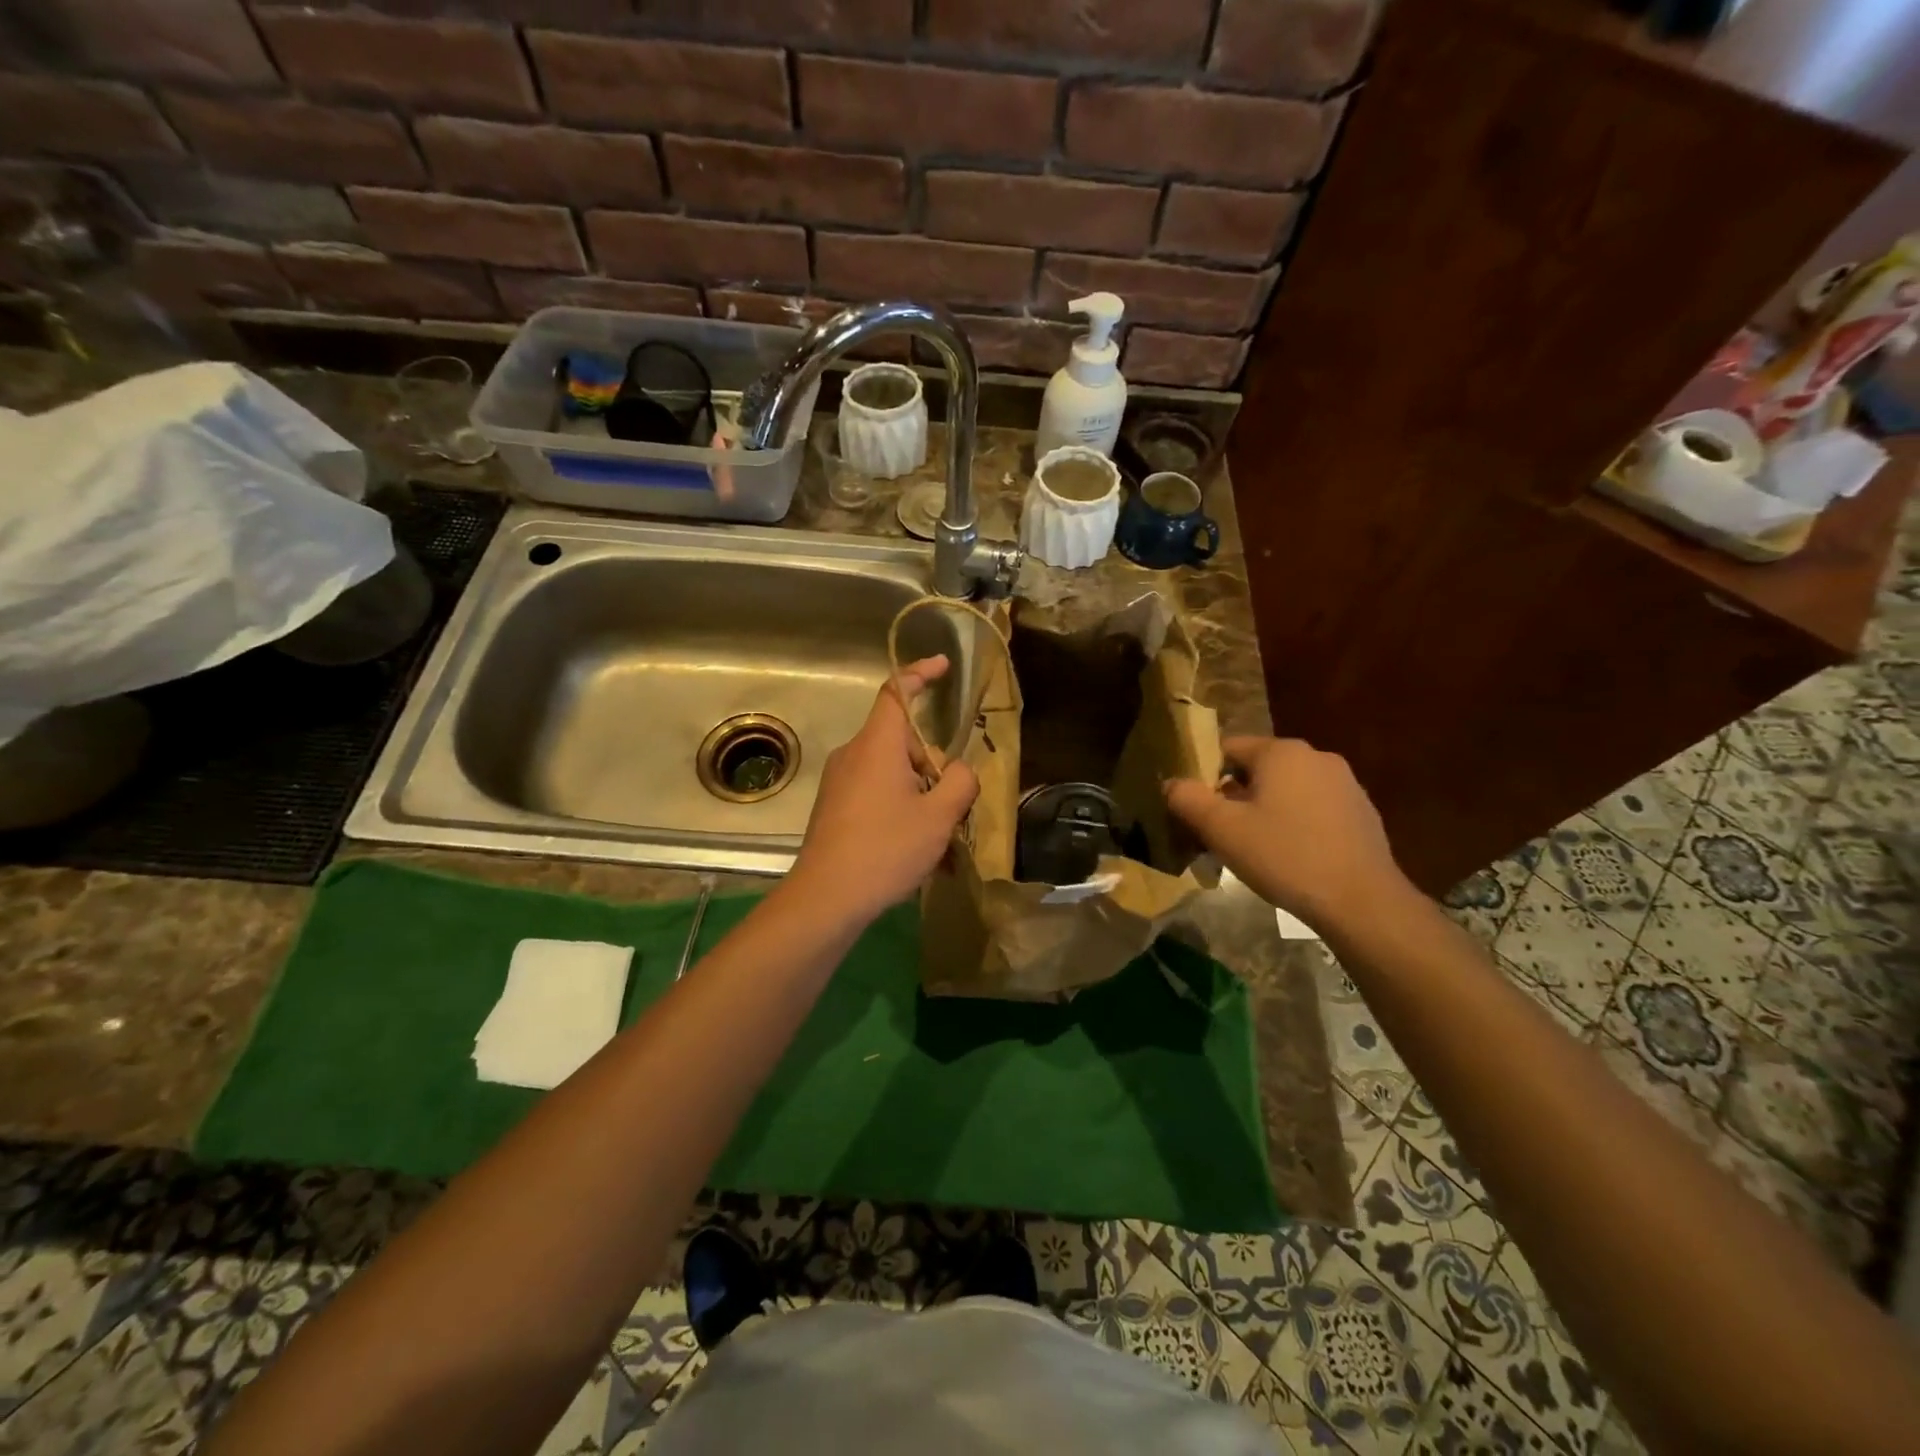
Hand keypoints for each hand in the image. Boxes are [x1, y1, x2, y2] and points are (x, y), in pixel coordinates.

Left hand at [786, 655, 979, 925]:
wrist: (826, 898)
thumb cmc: (885, 849)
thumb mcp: (939, 817)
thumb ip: (960, 782)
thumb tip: (958, 771)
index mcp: (877, 745)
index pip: (897, 691)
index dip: (920, 673)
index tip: (944, 666)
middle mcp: (854, 754)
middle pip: (902, 741)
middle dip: (932, 764)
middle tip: (953, 804)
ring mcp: (840, 782)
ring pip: (892, 772)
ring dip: (919, 794)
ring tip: (938, 839)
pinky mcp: (834, 808)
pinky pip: (876, 794)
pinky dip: (900, 809)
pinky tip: (914, 851)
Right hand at [1164, 736, 1405, 930]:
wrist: (1361, 901)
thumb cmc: (1285, 856)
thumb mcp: (1222, 829)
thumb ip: (1187, 799)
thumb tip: (1171, 783)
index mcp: (1281, 752)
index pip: (1227, 748)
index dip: (1204, 776)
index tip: (1197, 810)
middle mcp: (1315, 756)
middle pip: (1257, 769)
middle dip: (1234, 796)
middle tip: (1220, 834)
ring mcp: (1344, 783)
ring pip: (1286, 789)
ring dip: (1264, 811)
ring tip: (1254, 849)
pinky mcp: (1361, 812)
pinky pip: (1313, 808)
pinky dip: (1295, 824)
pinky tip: (1291, 857)